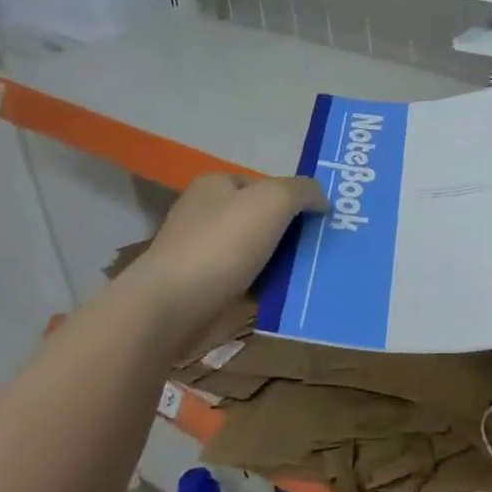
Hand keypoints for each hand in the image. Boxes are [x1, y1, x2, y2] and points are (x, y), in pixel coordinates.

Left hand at [124, 172, 324, 345]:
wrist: (170, 308)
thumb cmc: (221, 244)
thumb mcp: (274, 200)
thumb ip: (303, 191)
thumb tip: (321, 200)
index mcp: (215, 185)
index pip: (265, 184)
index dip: (293, 198)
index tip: (318, 219)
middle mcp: (205, 213)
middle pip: (262, 218)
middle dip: (291, 231)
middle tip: (322, 246)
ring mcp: (201, 251)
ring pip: (257, 251)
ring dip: (282, 261)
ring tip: (312, 272)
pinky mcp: (202, 287)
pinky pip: (246, 280)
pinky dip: (265, 286)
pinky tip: (286, 294)